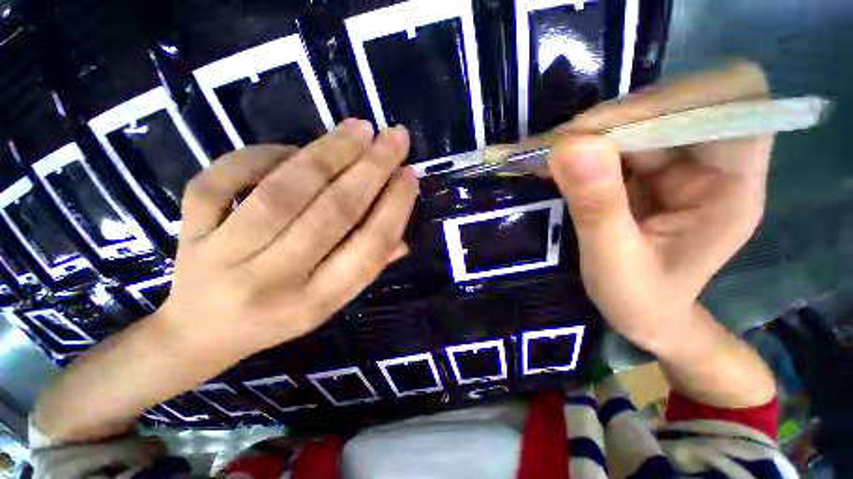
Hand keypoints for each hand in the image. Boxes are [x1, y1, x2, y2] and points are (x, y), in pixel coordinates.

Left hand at [159, 120, 417, 360]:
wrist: (201, 333)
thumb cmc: (276, 318)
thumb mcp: (329, 305)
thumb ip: (367, 269)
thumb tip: (403, 238)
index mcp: (315, 303)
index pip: (368, 248)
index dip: (394, 208)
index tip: (409, 176)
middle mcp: (274, 281)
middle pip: (332, 213)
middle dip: (371, 169)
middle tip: (394, 137)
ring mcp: (224, 255)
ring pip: (284, 191)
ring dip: (329, 153)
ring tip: (359, 129)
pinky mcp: (190, 232)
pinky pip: (223, 180)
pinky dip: (261, 156)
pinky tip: (293, 148)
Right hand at [547, 61, 772, 354]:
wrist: (646, 316)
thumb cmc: (641, 302)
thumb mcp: (615, 264)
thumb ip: (597, 207)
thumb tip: (569, 145)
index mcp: (733, 186)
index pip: (733, 101)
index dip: (673, 99)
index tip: (604, 130)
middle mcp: (713, 162)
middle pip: (678, 103)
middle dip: (614, 119)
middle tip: (557, 147)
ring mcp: (680, 163)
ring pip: (640, 118)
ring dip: (590, 133)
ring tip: (545, 156)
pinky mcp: (649, 169)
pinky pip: (617, 140)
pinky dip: (581, 146)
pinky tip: (554, 164)